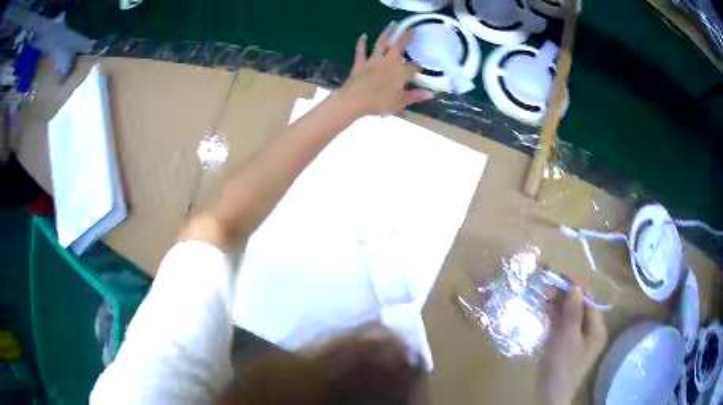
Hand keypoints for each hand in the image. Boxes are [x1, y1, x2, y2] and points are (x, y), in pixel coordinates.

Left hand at [339, 24, 433, 116]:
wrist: (355, 100)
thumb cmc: (380, 103)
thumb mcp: (400, 102)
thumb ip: (415, 96)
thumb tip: (431, 94)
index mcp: (401, 72)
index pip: (413, 67)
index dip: (418, 67)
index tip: (420, 68)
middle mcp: (389, 62)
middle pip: (399, 46)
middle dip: (406, 37)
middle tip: (412, 28)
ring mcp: (373, 60)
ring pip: (381, 43)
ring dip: (387, 33)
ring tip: (392, 24)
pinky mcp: (360, 63)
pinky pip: (361, 51)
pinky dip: (362, 43)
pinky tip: (363, 35)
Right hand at [537, 286, 606, 404]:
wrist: (551, 394)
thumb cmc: (562, 366)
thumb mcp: (568, 338)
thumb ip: (573, 312)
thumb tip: (575, 286)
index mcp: (596, 327)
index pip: (589, 299)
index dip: (575, 285)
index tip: (559, 274)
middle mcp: (589, 329)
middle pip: (579, 304)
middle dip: (564, 293)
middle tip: (545, 285)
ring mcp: (577, 336)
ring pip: (569, 313)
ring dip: (557, 303)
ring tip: (542, 294)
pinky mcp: (565, 343)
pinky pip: (562, 324)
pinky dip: (554, 315)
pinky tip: (544, 308)